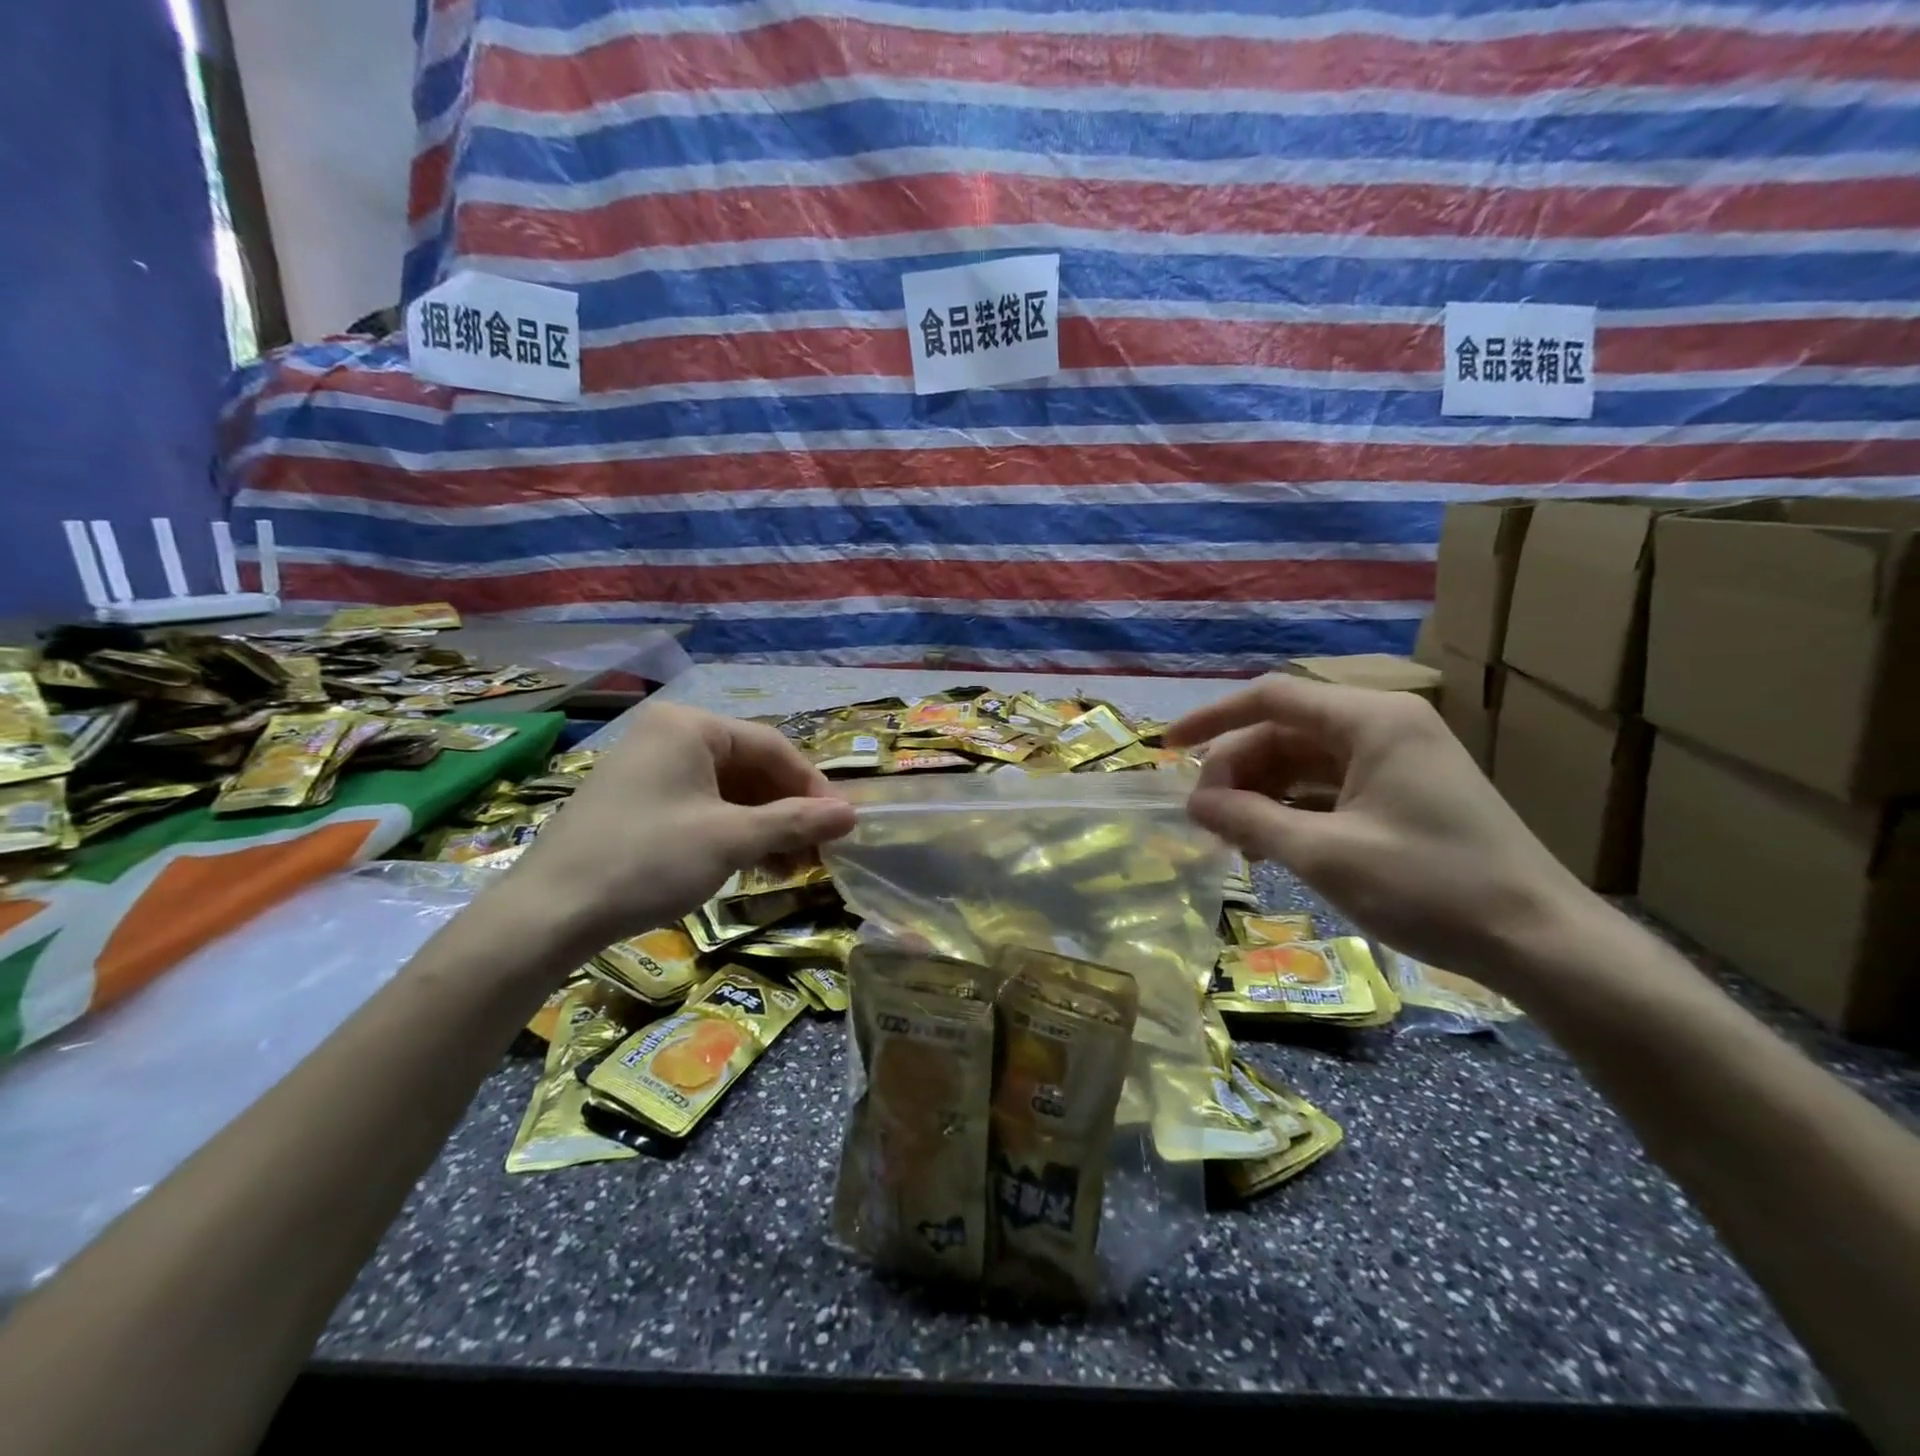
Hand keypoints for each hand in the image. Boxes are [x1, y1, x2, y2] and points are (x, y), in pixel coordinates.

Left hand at [503, 703, 854, 952]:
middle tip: (816, 851)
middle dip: (786, 811)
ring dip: (763, 826)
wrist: (548, 914)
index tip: (839, 824)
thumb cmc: (648, 860)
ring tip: (788, 867)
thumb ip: (795, 822)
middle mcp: (669, 735)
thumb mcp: (731, 840)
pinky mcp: (636, 801)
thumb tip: (852, 814)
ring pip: (727, 790)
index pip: (772, 746)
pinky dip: (731, 832)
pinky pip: (700, 806)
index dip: (812, 785)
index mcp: (690, 726)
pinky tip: (750, 865)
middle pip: (749, 767)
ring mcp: (648, 767)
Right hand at [1164, 675, 1591, 987]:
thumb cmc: (1431, 887)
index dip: (1212, 720)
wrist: (1542, 943)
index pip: (1271, 698)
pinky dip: (1294, 808)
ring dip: (1262, 792)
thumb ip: (1249, 820)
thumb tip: (1192, 803)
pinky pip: (1331, 786)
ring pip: (1305, 761)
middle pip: (1285, 731)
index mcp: (1371, 720)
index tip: (1166, 749)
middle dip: (1238, 770)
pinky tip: (1270, 843)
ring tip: (1231, 837)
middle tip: (1205, 818)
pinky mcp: (1405, 792)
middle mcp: (1384, 725)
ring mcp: (1398, 759)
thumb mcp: (1324, 854)